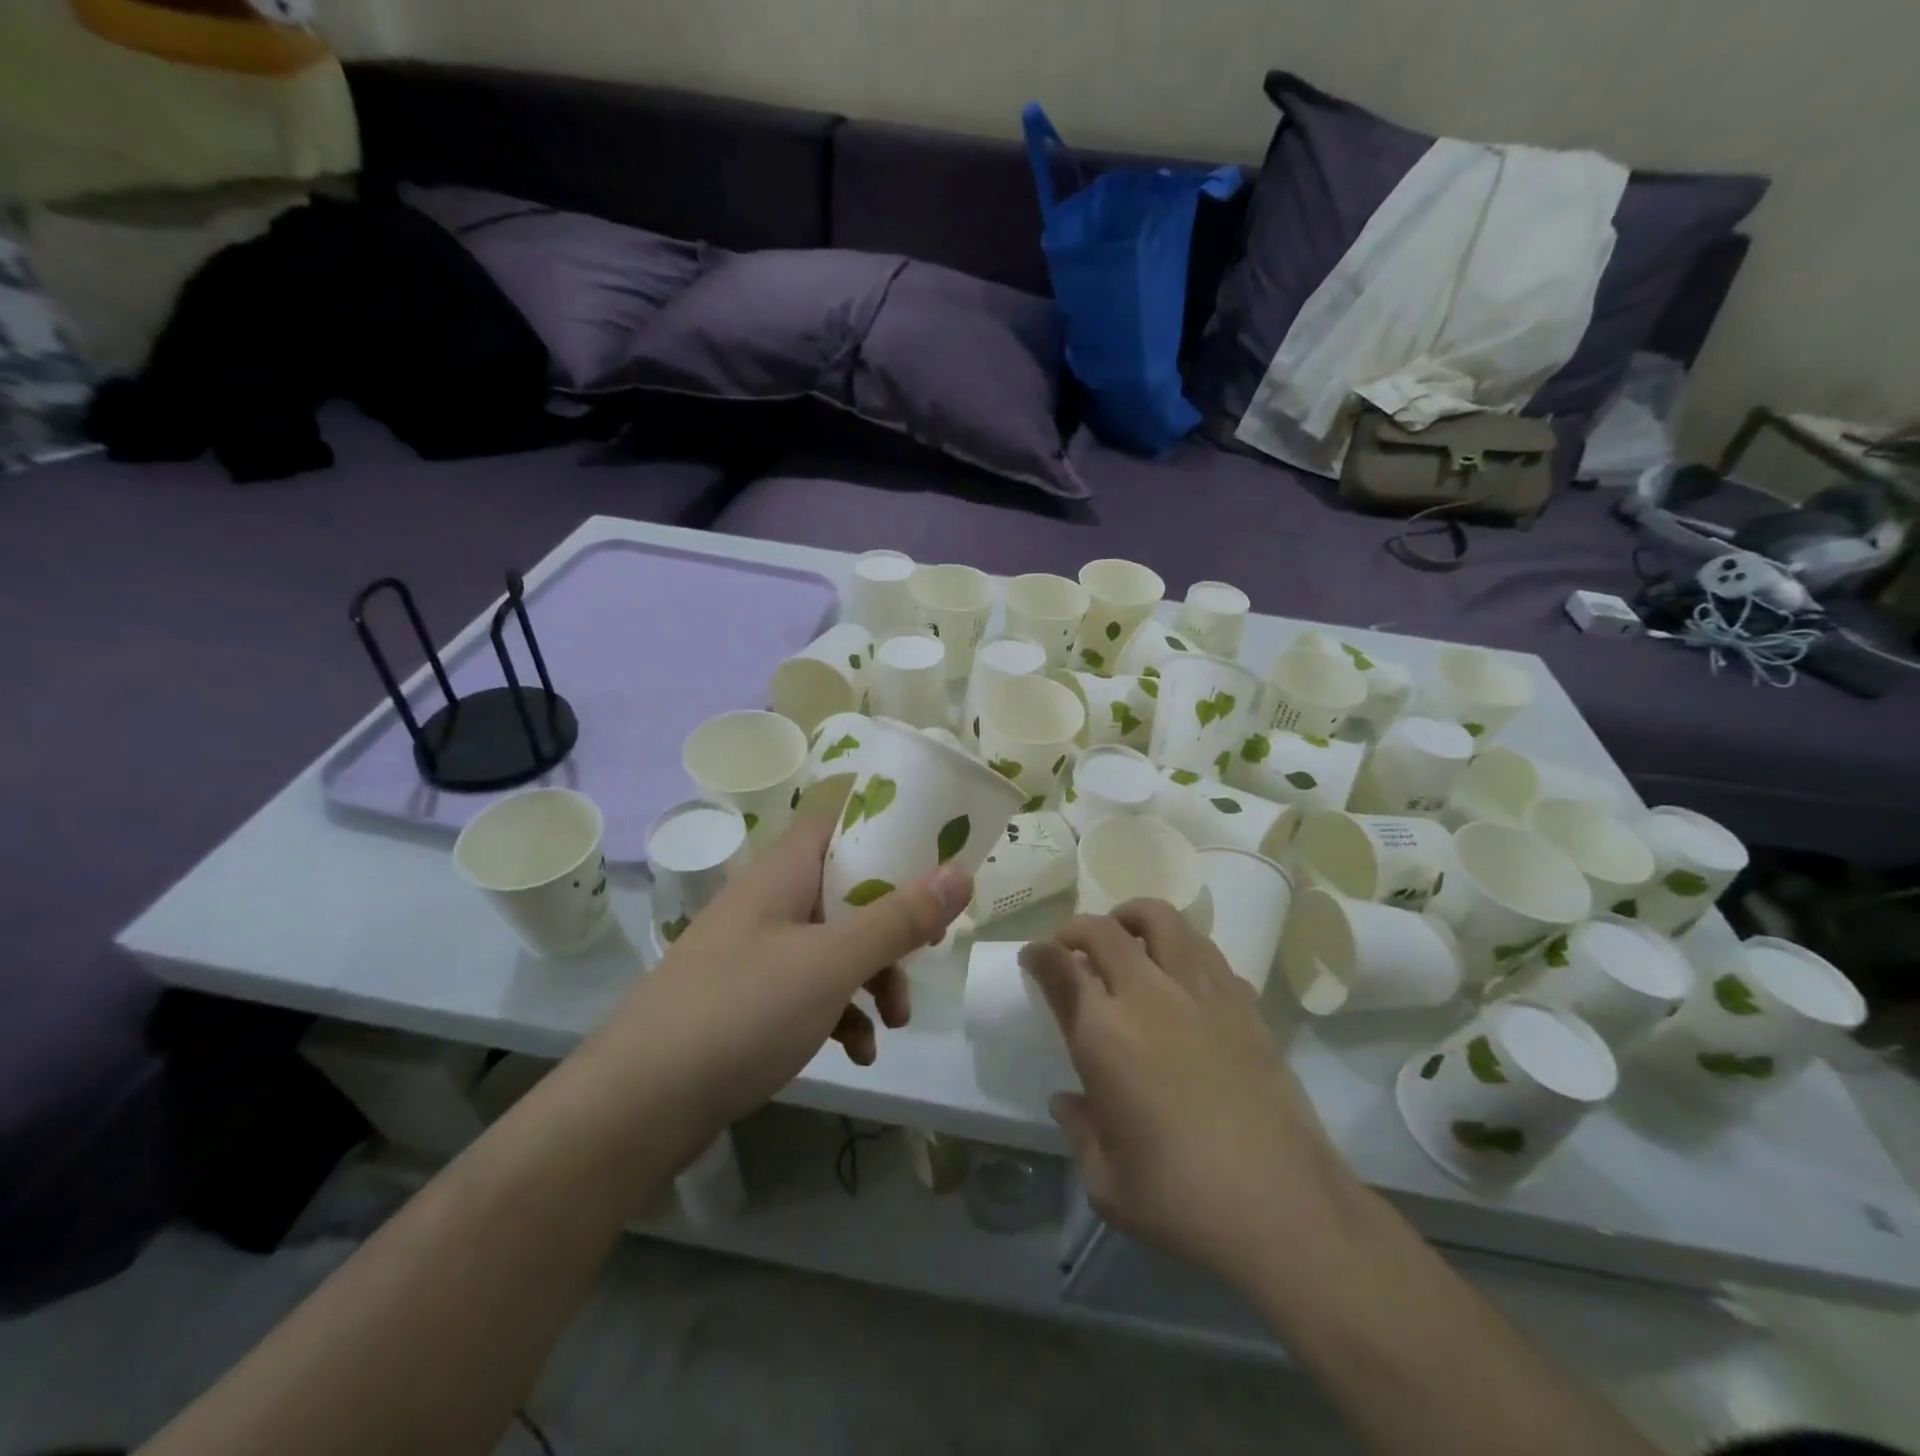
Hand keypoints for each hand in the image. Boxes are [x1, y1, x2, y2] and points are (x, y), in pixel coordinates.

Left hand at [605, 814, 971, 1134]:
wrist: (637, 1106)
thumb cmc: (743, 1010)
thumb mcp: (833, 962)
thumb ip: (899, 918)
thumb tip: (960, 873)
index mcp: (782, 873)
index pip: (837, 825)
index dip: (884, 835)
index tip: (929, 862)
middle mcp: (767, 904)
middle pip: (844, 892)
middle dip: (890, 926)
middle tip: (924, 951)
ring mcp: (753, 955)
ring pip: (831, 947)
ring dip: (870, 977)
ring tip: (894, 1021)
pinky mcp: (746, 1003)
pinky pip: (807, 991)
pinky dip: (838, 1013)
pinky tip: (858, 1052)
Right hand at [1021, 901, 1355, 1286]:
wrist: (1285, 1207)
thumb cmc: (1182, 1200)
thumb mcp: (1107, 1183)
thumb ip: (1080, 1131)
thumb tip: (1067, 1102)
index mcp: (1103, 1035)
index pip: (1059, 967)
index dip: (1039, 954)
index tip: (1033, 957)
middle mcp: (1148, 996)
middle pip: (1103, 930)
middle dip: (1076, 928)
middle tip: (1070, 947)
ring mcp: (1201, 992)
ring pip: (1161, 919)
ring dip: (1131, 918)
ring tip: (1126, 936)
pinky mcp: (1243, 1002)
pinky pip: (1205, 949)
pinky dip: (1181, 946)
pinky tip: (1180, 975)